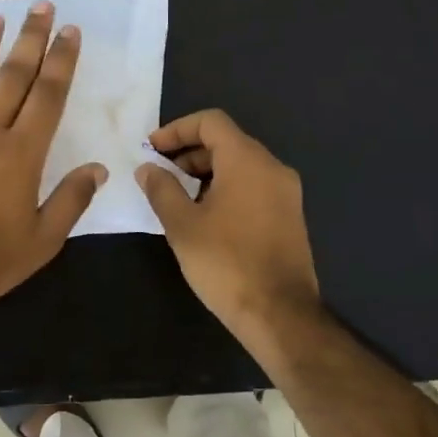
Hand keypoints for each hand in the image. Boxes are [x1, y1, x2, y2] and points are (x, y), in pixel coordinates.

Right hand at [135, 110, 320, 347]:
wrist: (279, 314)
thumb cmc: (226, 264)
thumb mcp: (183, 225)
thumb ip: (162, 189)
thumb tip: (148, 168)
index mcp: (248, 161)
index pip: (211, 122)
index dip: (177, 129)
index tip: (151, 150)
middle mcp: (272, 168)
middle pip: (226, 142)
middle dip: (189, 153)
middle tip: (160, 176)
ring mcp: (286, 193)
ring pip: (240, 165)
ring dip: (206, 173)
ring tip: (178, 199)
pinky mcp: (289, 216)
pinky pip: (254, 186)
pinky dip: (226, 188)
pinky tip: (206, 217)